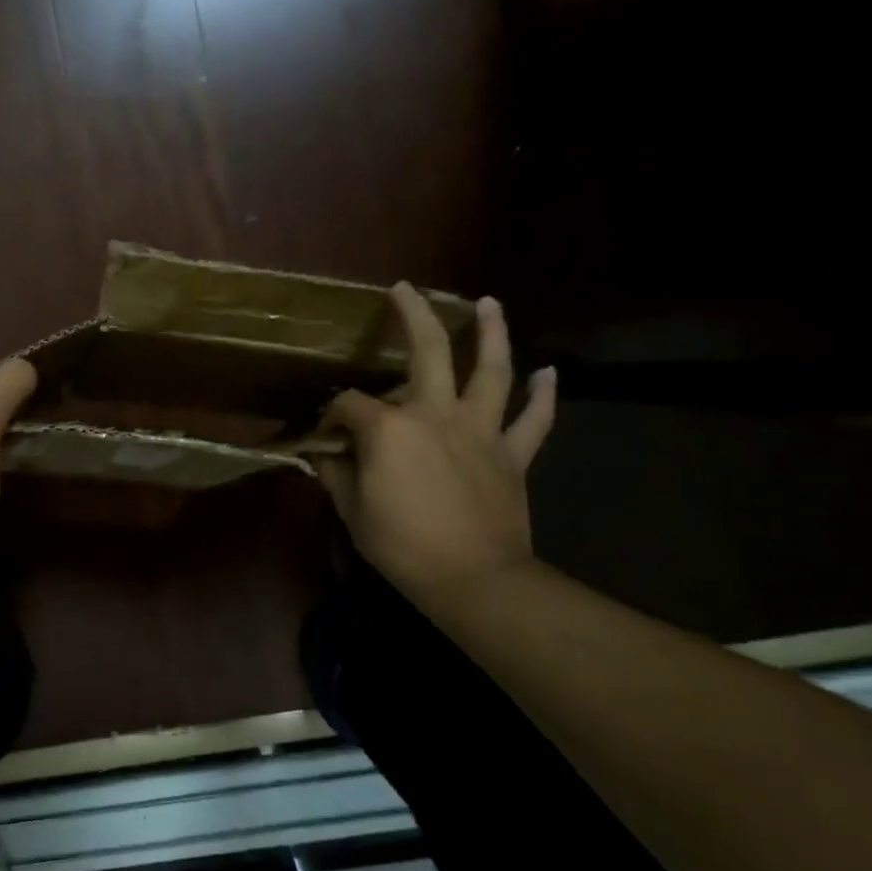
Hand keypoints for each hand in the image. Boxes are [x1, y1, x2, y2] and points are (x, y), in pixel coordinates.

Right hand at [317, 286, 556, 605]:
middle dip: (412, 316)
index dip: (332, 413)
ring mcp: (480, 430)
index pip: (350, 404)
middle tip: (404, 290)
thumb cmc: (403, 546)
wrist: (475, 581)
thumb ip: (335, 474)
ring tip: (489, 303)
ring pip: (492, 370)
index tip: (324, 431)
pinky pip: (534, 420)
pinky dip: (544, 395)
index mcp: (390, 429)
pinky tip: (549, 372)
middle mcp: (436, 414)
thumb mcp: (353, 512)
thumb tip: (322, 453)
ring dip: (492, 333)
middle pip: (428, 351)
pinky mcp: (513, 454)